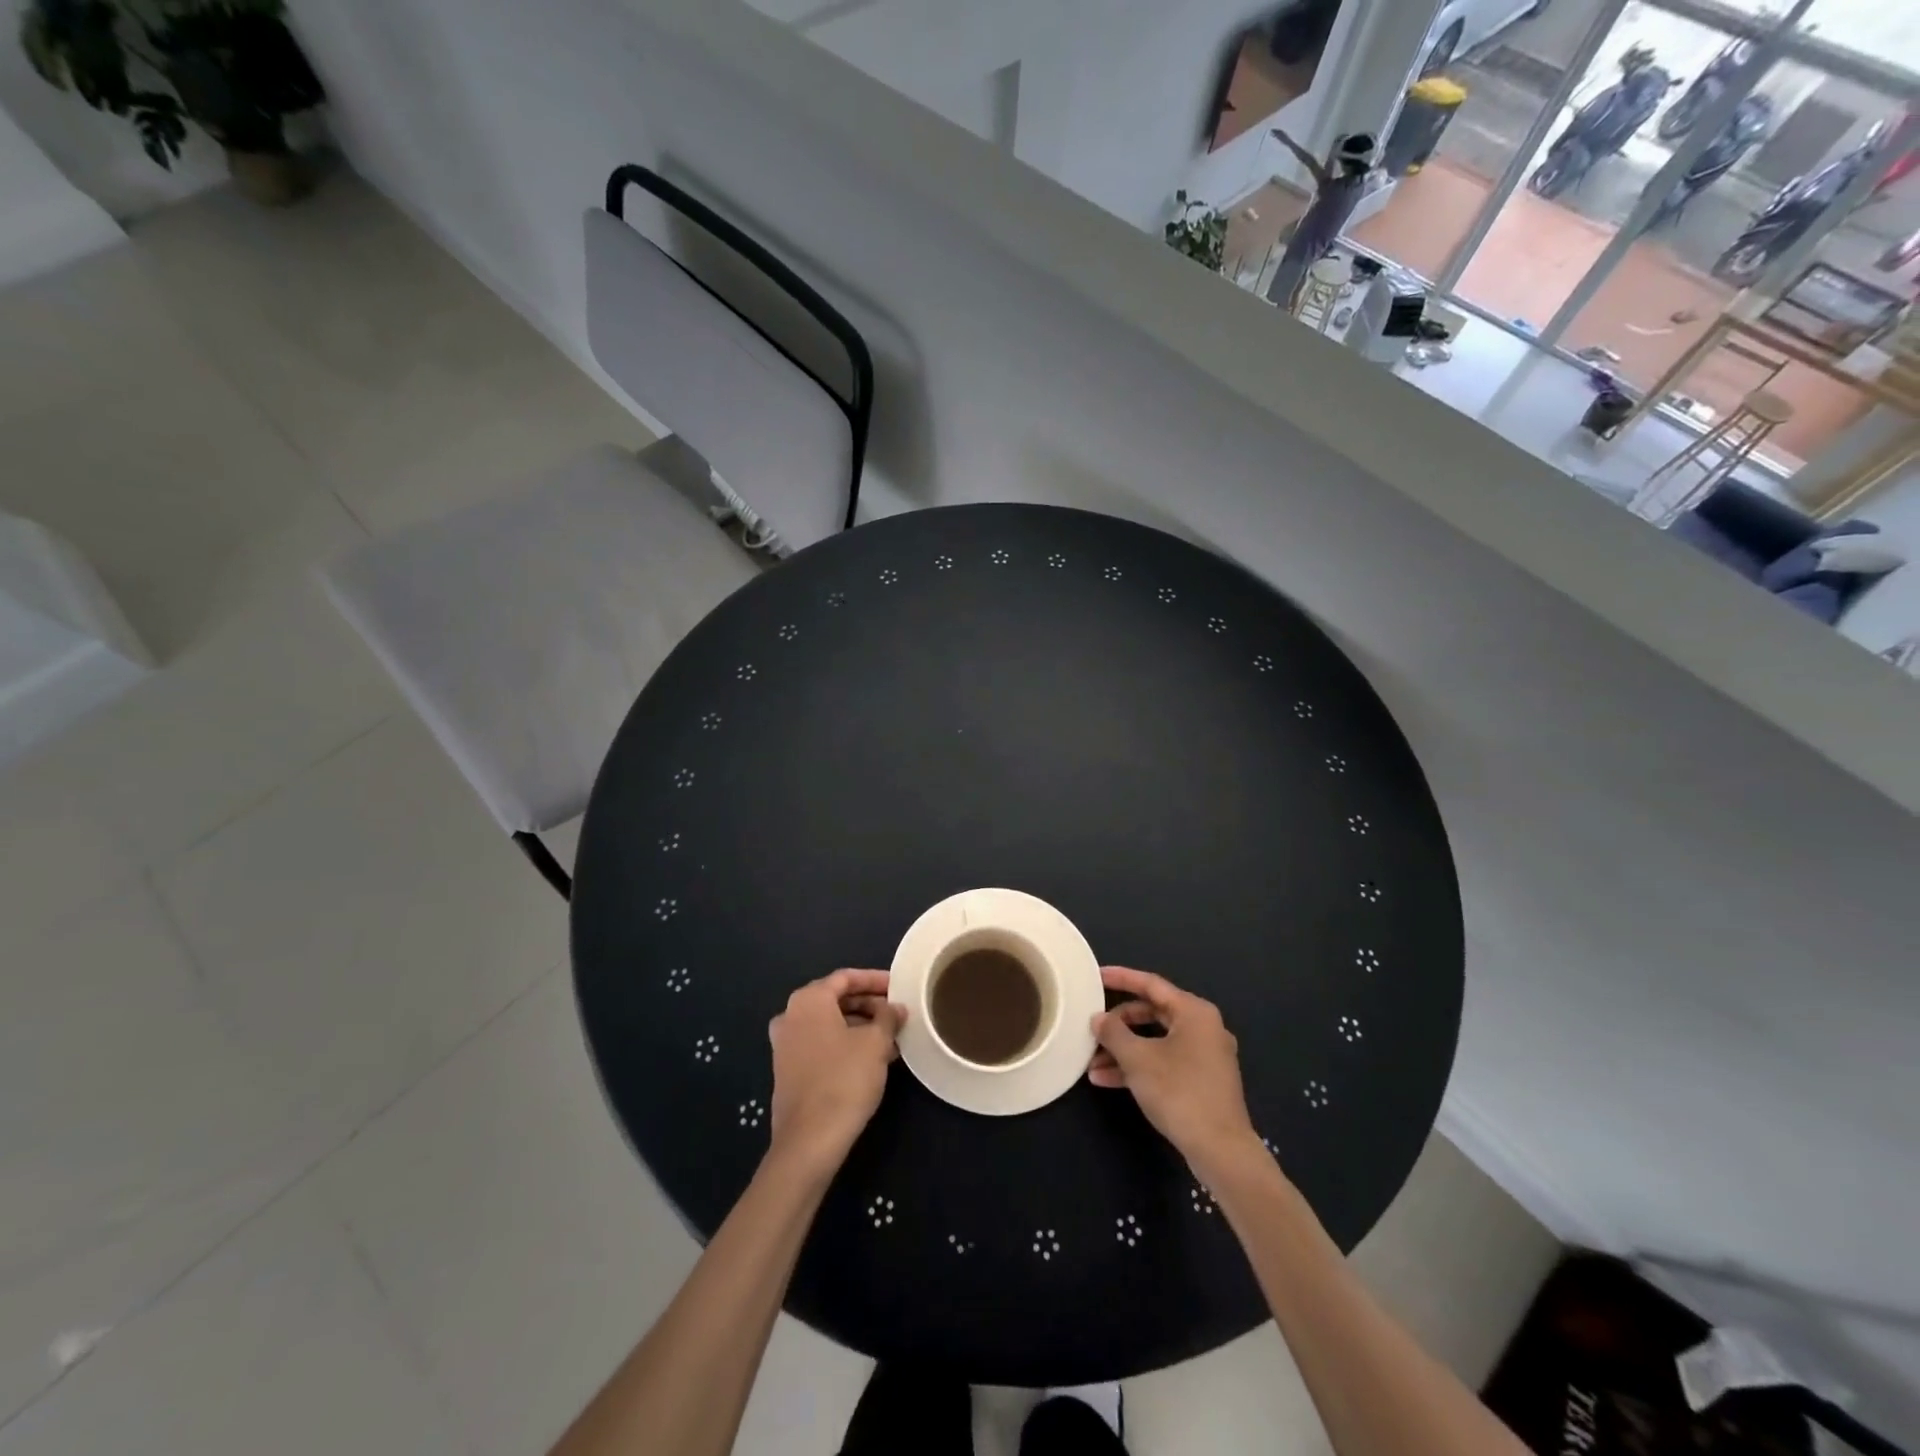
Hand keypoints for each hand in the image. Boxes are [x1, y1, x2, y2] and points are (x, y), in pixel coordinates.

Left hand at [767, 970, 903, 1174]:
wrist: (809, 1141)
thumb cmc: (844, 1080)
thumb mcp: (876, 1043)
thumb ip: (888, 1017)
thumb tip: (895, 1008)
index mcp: (808, 1001)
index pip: (845, 978)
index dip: (875, 979)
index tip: (898, 987)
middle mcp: (790, 1016)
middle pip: (835, 999)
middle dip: (868, 1004)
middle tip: (896, 1013)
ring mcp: (785, 1045)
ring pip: (829, 1024)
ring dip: (859, 1026)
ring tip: (890, 1038)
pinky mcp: (787, 1071)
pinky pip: (821, 1044)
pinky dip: (845, 1044)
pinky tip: (871, 1059)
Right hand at [1089, 966, 1261, 1181]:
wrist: (1221, 1150)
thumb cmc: (1179, 1092)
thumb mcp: (1138, 1059)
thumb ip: (1114, 1033)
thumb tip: (1099, 1019)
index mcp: (1194, 1012)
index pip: (1151, 984)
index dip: (1121, 978)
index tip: (1096, 976)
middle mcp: (1203, 1027)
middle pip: (1152, 1013)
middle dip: (1119, 1024)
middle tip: (1093, 1028)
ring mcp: (1205, 1056)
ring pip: (1156, 1041)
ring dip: (1124, 1050)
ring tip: (1092, 1064)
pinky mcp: (1202, 1081)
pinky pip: (1164, 1062)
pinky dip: (1139, 1067)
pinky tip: (1107, 1080)